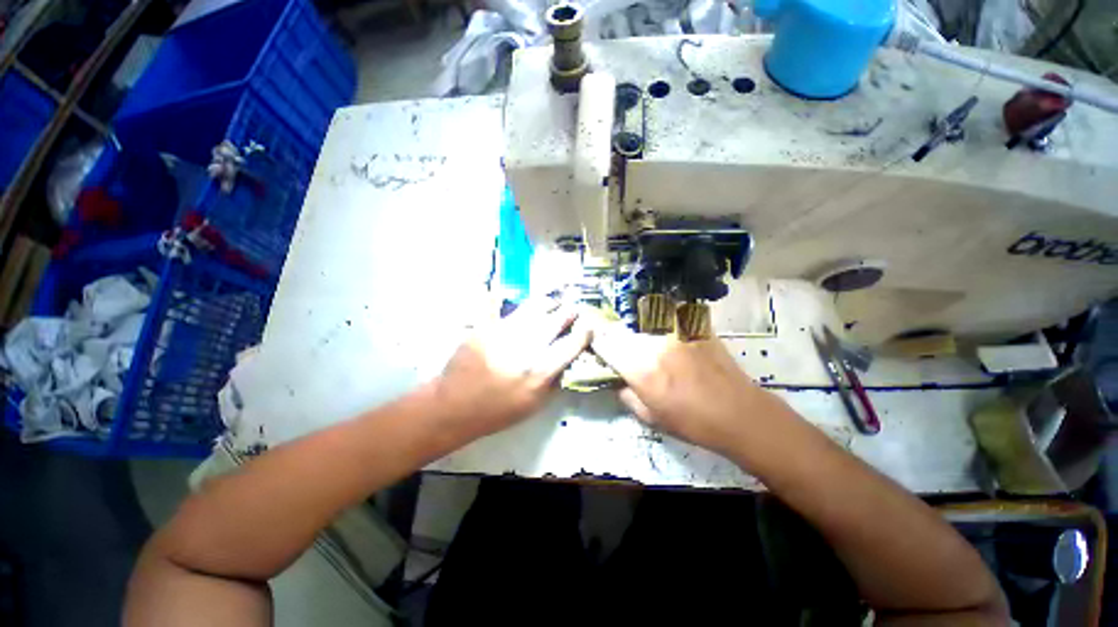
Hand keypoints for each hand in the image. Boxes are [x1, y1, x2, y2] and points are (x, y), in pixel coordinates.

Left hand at [433, 299, 590, 439]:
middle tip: (572, 308)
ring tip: (552, 302)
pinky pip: (502, 305)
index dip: (583, 333)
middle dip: (568, 312)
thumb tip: (567, 361)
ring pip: (534, 308)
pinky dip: (514, 301)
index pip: (571, 346)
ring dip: (548, 303)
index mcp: (540, 372)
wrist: (454, 406)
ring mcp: (504, 334)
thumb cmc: (497, 411)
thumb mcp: (534, 406)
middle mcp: (526, 348)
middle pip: (555, 321)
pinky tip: (518, 299)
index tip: (588, 326)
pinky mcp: (486, 327)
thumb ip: (554, 382)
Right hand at [590, 321, 772, 454]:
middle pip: (621, 328)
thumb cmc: (692, 422)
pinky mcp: (694, 325)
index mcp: (639, 368)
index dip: (596, 341)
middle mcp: (654, 343)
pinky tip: (667, 329)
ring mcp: (676, 330)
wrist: (739, 413)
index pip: (605, 343)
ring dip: (636, 323)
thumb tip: (615, 379)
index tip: (596, 343)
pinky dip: (662, 317)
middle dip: (614, 334)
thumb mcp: (649, 417)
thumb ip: (625, 394)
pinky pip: (670, 312)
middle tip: (619, 342)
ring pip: (643, 316)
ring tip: (643, 334)